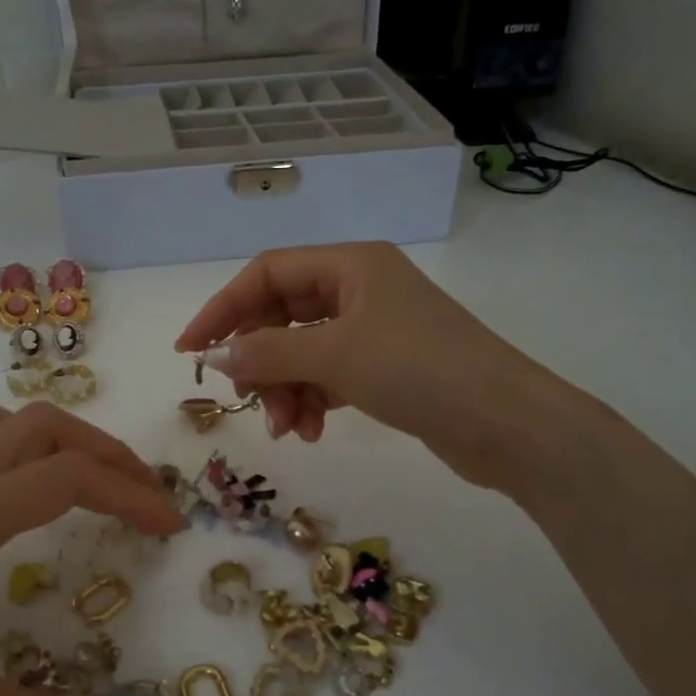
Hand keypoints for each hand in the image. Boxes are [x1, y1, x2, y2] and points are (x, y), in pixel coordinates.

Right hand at [175, 242, 545, 484]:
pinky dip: (312, 400)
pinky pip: (327, 375)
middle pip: (282, 316)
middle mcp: (360, 288)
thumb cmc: (419, 370)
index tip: (190, 351)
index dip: (222, 309)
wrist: (506, 423)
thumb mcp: (335, 356)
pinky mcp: (385, 367)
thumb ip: (266, 354)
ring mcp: (374, 329)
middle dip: (261, 362)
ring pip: (303, 351)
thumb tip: (211, 357)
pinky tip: (310, 431)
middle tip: (248, 402)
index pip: (267, 274)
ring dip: (285, 389)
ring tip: (288, 429)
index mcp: (350, 264)